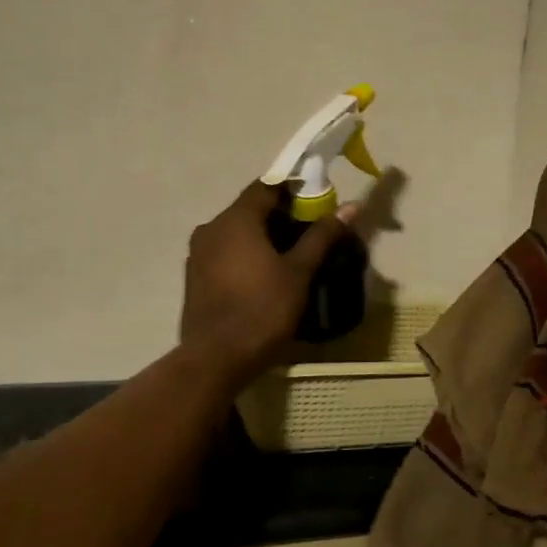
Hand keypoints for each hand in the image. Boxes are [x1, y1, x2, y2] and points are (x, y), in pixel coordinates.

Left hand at [179, 181, 354, 383]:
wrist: (215, 360)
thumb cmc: (262, 311)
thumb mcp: (299, 272)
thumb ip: (322, 236)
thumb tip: (352, 206)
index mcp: (235, 219)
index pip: (266, 186)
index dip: (294, 190)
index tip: (317, 206)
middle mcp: (211, 228)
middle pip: (250, 209)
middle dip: (281, 216)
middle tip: (310, 234)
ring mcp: (198, 253)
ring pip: (236, 232)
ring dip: (262, 237)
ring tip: (291, 257)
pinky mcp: (194, 277)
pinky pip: (224, 252)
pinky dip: (245, 254)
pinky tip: (264, 277)